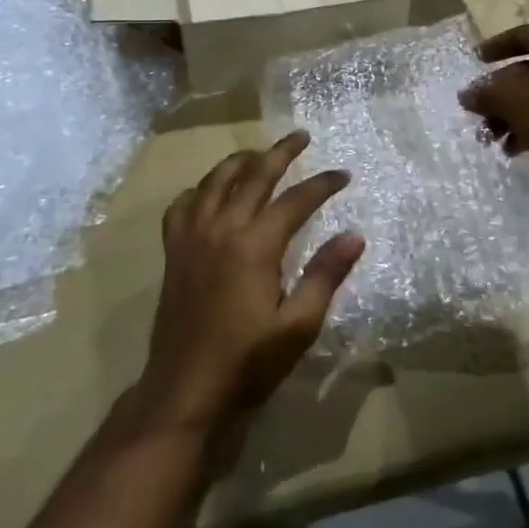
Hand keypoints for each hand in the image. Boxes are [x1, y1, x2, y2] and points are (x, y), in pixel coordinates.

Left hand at [141, 131, 364, 433]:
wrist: (186, 390)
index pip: (296, 200)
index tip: (343, 175)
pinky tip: (210, 193)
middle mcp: (221, 229)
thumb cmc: (248, 362)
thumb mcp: (299, 325)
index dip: (323, 184)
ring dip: (240, 161)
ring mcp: (191, 237)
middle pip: (253, 176)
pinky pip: (183, 205)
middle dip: (280, 153)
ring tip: (259, 153)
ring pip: (214, 181)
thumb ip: (326, 275)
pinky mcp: (173, 252)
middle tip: (301, 137)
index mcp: (255, 245)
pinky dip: (200, 189)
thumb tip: (355, 235)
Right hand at [460, 23, 528, 193]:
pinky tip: (515, 149)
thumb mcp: (510, 101)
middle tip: (478, 112)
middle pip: (528, 70)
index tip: (476, 60)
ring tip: (492, 138)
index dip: (494, 47)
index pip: (521, 35)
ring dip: (512, 115)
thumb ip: (485, 94)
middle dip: (499, 94)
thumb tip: (466, 95)